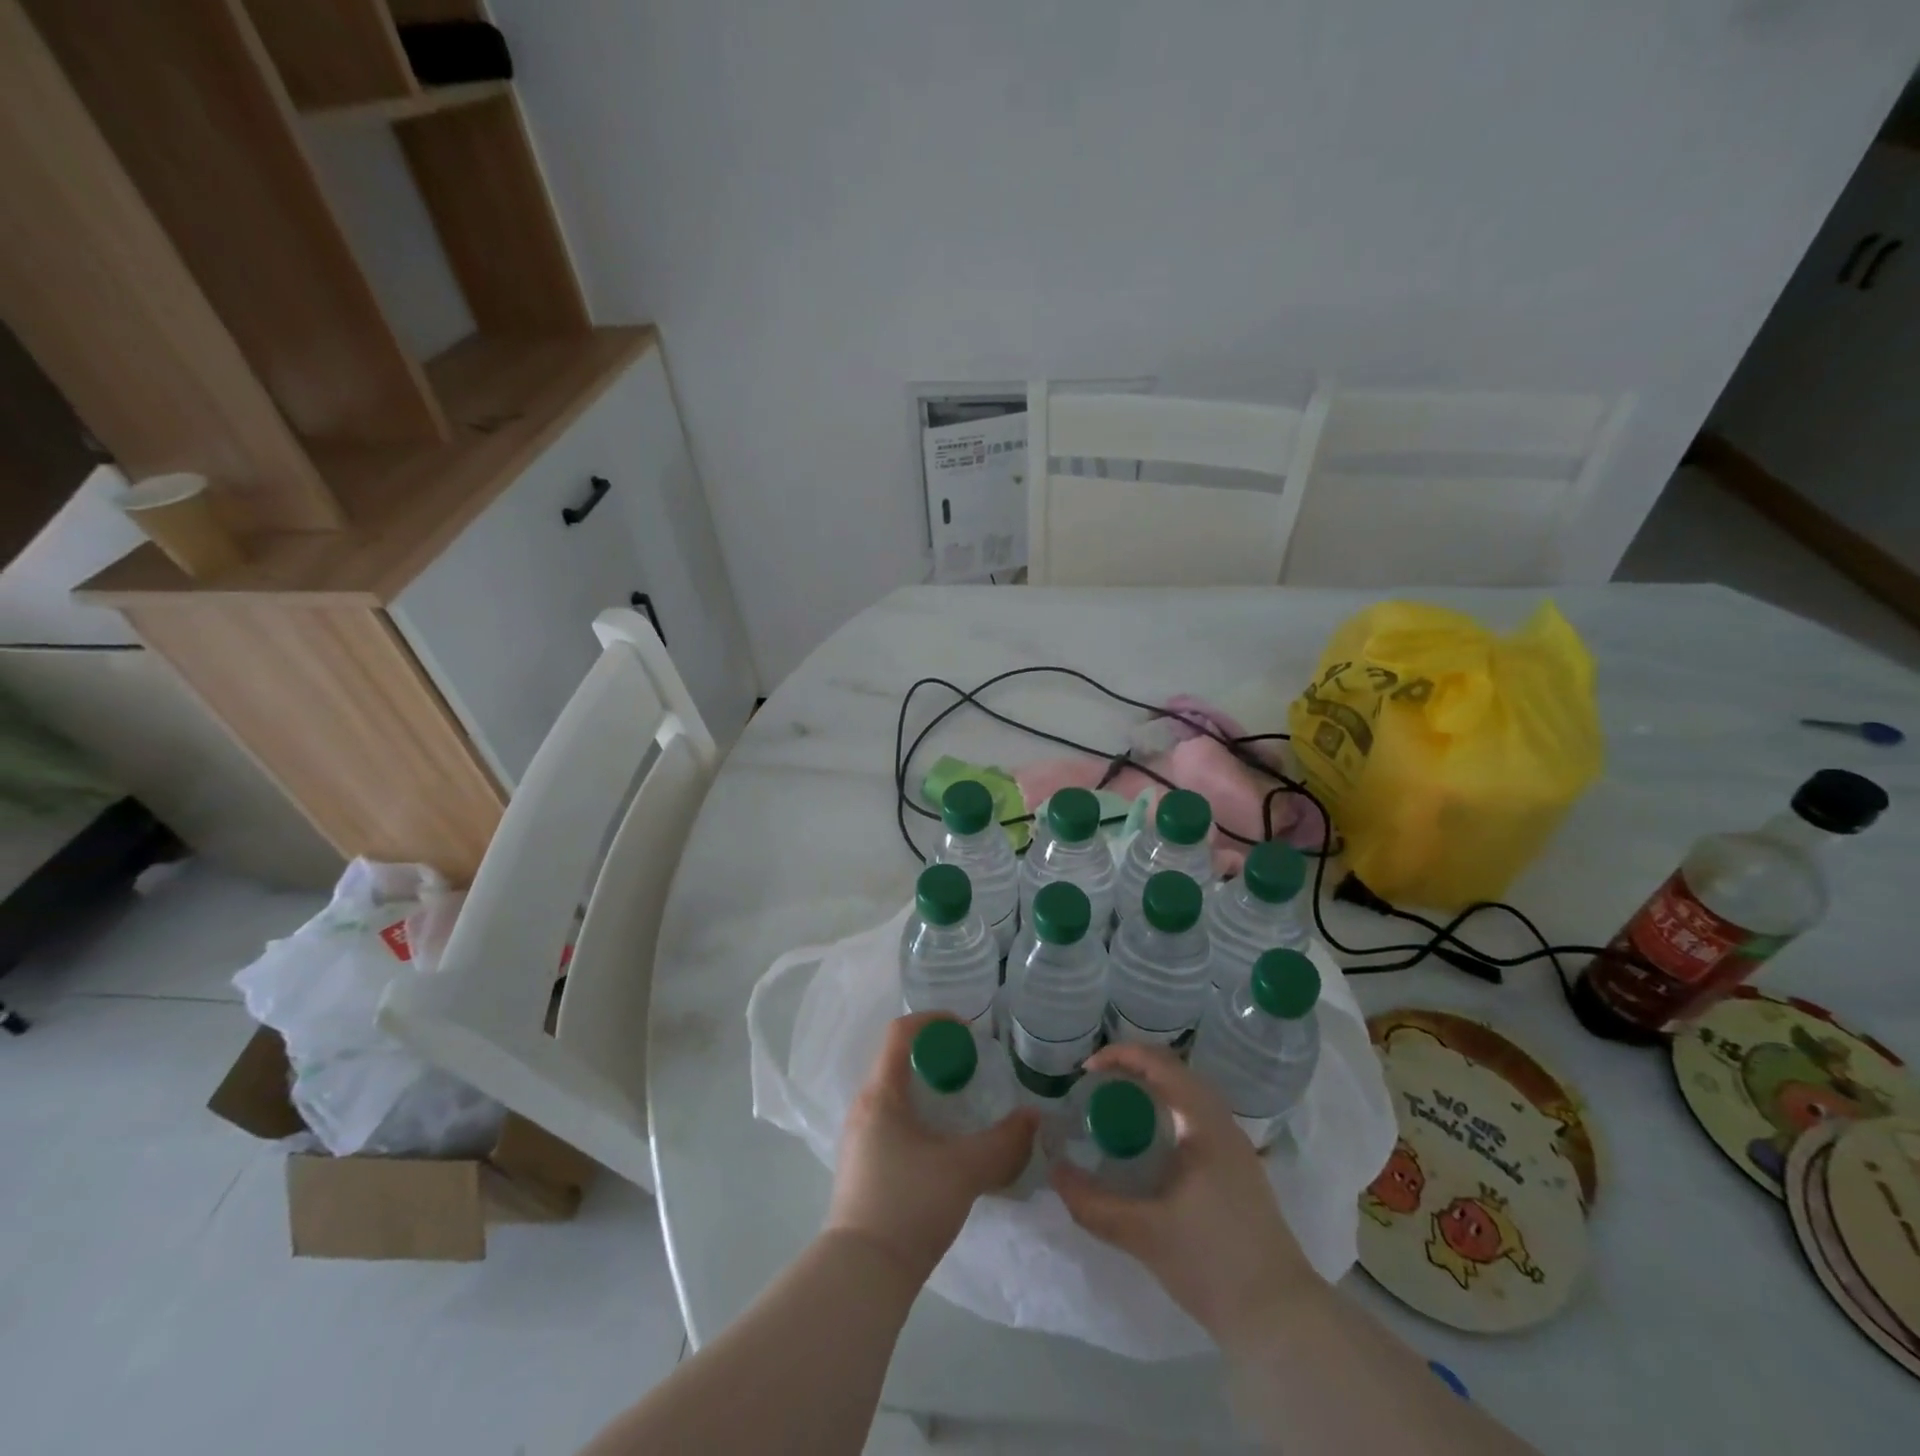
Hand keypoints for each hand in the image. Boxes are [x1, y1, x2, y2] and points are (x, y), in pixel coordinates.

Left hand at [826, 1014, 1037, 1283]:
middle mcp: (864, 1108)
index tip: (967, 1030)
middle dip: (937, 1057)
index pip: (900, 1033)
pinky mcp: (863, 1166)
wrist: (863, 1276)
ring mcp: (859, 1138)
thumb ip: (1005, 1142)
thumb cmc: (909, 1205)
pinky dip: (920, 1116)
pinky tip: (944, 1144)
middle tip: (972, 1068)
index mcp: (881, 1094)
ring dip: (929, 1089)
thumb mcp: (965, 1170)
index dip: (934, 1020)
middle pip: (898, 1061)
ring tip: (963, 1105)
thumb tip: (1034, 1118)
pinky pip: (893, 1121)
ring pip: (896, 1094)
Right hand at [1051, 1043, 1317, 1347]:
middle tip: (1096, 1085)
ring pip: (1188, 1096)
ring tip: (1116, 1108)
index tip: (1086, 1070)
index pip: (1161, 1064)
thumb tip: (1054, 1172)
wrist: (1280, 1319)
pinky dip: (1166, 1113)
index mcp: (1204, 1123)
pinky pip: (1195, 1119)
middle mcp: (1223, 1123)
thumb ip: (1093, 1203)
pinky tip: (1147, 1144)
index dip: (1121, 1056)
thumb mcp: (1143, 1233)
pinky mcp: (1237, 1170)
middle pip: (1175, 1073)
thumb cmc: (1212, 1263)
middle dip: (1133, 1069)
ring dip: (1151, 1091)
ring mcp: (1234, 1147)